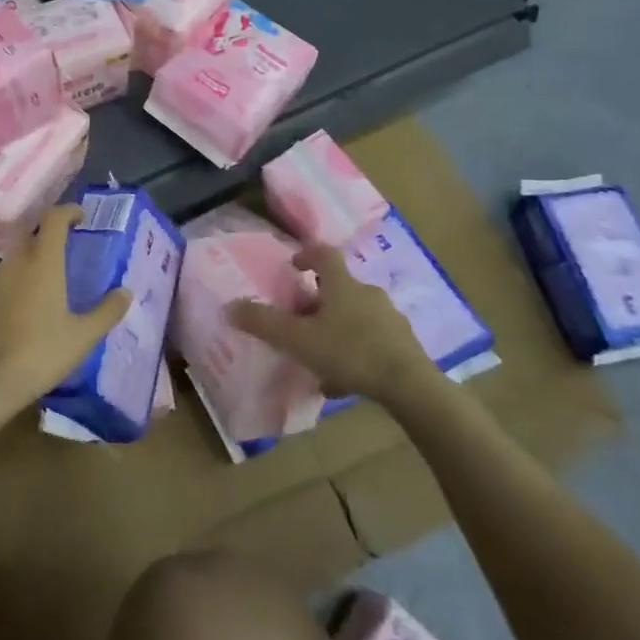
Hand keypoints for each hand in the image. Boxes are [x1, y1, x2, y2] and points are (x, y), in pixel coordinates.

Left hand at [0, 204, 132, 420]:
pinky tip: (8, 319)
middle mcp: (12, 263)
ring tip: (35, 298)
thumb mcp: (82, 337)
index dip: (68, 212)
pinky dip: (2, 294)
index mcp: (42, 263)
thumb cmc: (40, 354)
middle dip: (46, 244)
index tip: (79, 217)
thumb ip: (107, 311)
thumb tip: (126, 292)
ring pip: (9, 266)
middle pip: (31, 240)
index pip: (54, 219)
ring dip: (23, 272)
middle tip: (61, 263)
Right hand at [226, 245, 443, 409]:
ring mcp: (390, 319)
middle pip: (340, 288)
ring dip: (337, 328)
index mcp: (342, 285)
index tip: (293, 265)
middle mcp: (368, 294)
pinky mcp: (404, 345)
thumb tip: (230, 306)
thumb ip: (263, 323)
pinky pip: (372, 341)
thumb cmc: (349, 352)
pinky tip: (344, 378)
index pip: (324, 254)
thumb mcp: (298, 339)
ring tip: (320, 355)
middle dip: (318, 300)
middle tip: (299, 319)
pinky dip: (355, 351)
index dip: (306, 254)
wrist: (409, 386)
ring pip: (356, 316)